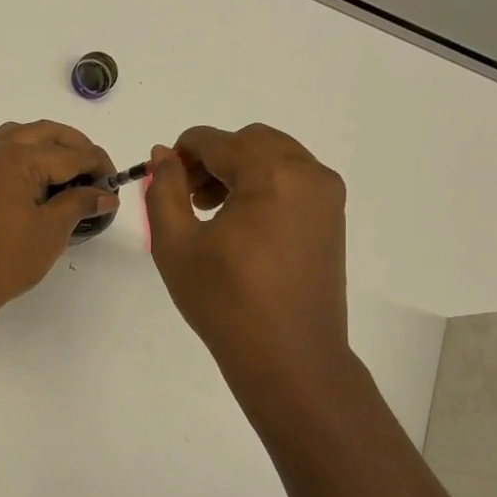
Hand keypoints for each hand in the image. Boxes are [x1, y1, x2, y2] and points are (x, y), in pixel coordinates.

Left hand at [0, 120, 117, 325]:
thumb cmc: (6, 259)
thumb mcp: (52, 230)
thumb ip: (81, 203)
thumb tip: (107, 195)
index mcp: (16, 157)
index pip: (70, 153)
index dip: (98, 167)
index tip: (116, 186)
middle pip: (46, 134)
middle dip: (77, 149)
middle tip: (98, 175)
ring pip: (23, 136)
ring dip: (51, 147)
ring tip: (73, 175)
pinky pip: (4, 151)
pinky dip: (27, 155)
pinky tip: (43, 179)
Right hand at [145, 124, 348, 376]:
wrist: (288, 356)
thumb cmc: (224, 301)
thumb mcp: (176, 244)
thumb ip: (164, 190)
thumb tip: (164, 154)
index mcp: (271, 174)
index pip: (215, 141)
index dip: (181, 155)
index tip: (164, 186)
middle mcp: (308, 173)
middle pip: (249, 141)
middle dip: (212, 160)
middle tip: (188, 200)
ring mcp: (326, 196)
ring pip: (274, 157)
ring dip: (238, 171)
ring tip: (212, 214)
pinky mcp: (332, 218)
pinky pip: (293, 180)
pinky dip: (262, 186)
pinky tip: (241, 226)